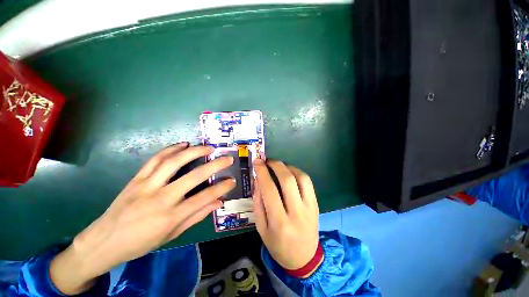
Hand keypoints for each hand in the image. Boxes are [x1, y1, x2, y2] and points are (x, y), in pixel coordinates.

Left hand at [50, 144, 234, 294]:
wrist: (104, 241)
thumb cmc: (141, 242)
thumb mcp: (172, 235)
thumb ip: (197, 216)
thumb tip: (218, 202)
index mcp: (171, 216)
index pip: (203, 198)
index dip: (221, 188)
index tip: (232, 180)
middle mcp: (161, 198)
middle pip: (193, 177)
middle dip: (214, 165)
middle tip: (227, 158)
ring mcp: (147, 185)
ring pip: (173, 163)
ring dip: (193, 152)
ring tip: (208, 147)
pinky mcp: (136, 178)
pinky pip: (155, 160)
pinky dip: (170, 149)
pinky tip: (183, 144)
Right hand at [253, 159, 319, 274]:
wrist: (304, 258)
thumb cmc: (278, 245)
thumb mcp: (261, 228)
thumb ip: (258, 203)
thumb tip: (258, 180)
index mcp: (279, 222)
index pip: (269, 190)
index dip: (262, 172)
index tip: (257, 162)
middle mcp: (297, 212)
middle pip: (288, 180)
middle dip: (276, 165)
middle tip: (268, 161)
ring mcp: (309, 207)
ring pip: (301, 178)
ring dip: (288, 167)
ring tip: (279, 165)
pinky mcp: (316, 204)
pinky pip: (308, 182)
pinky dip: (298, 172)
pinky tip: (290, 172)